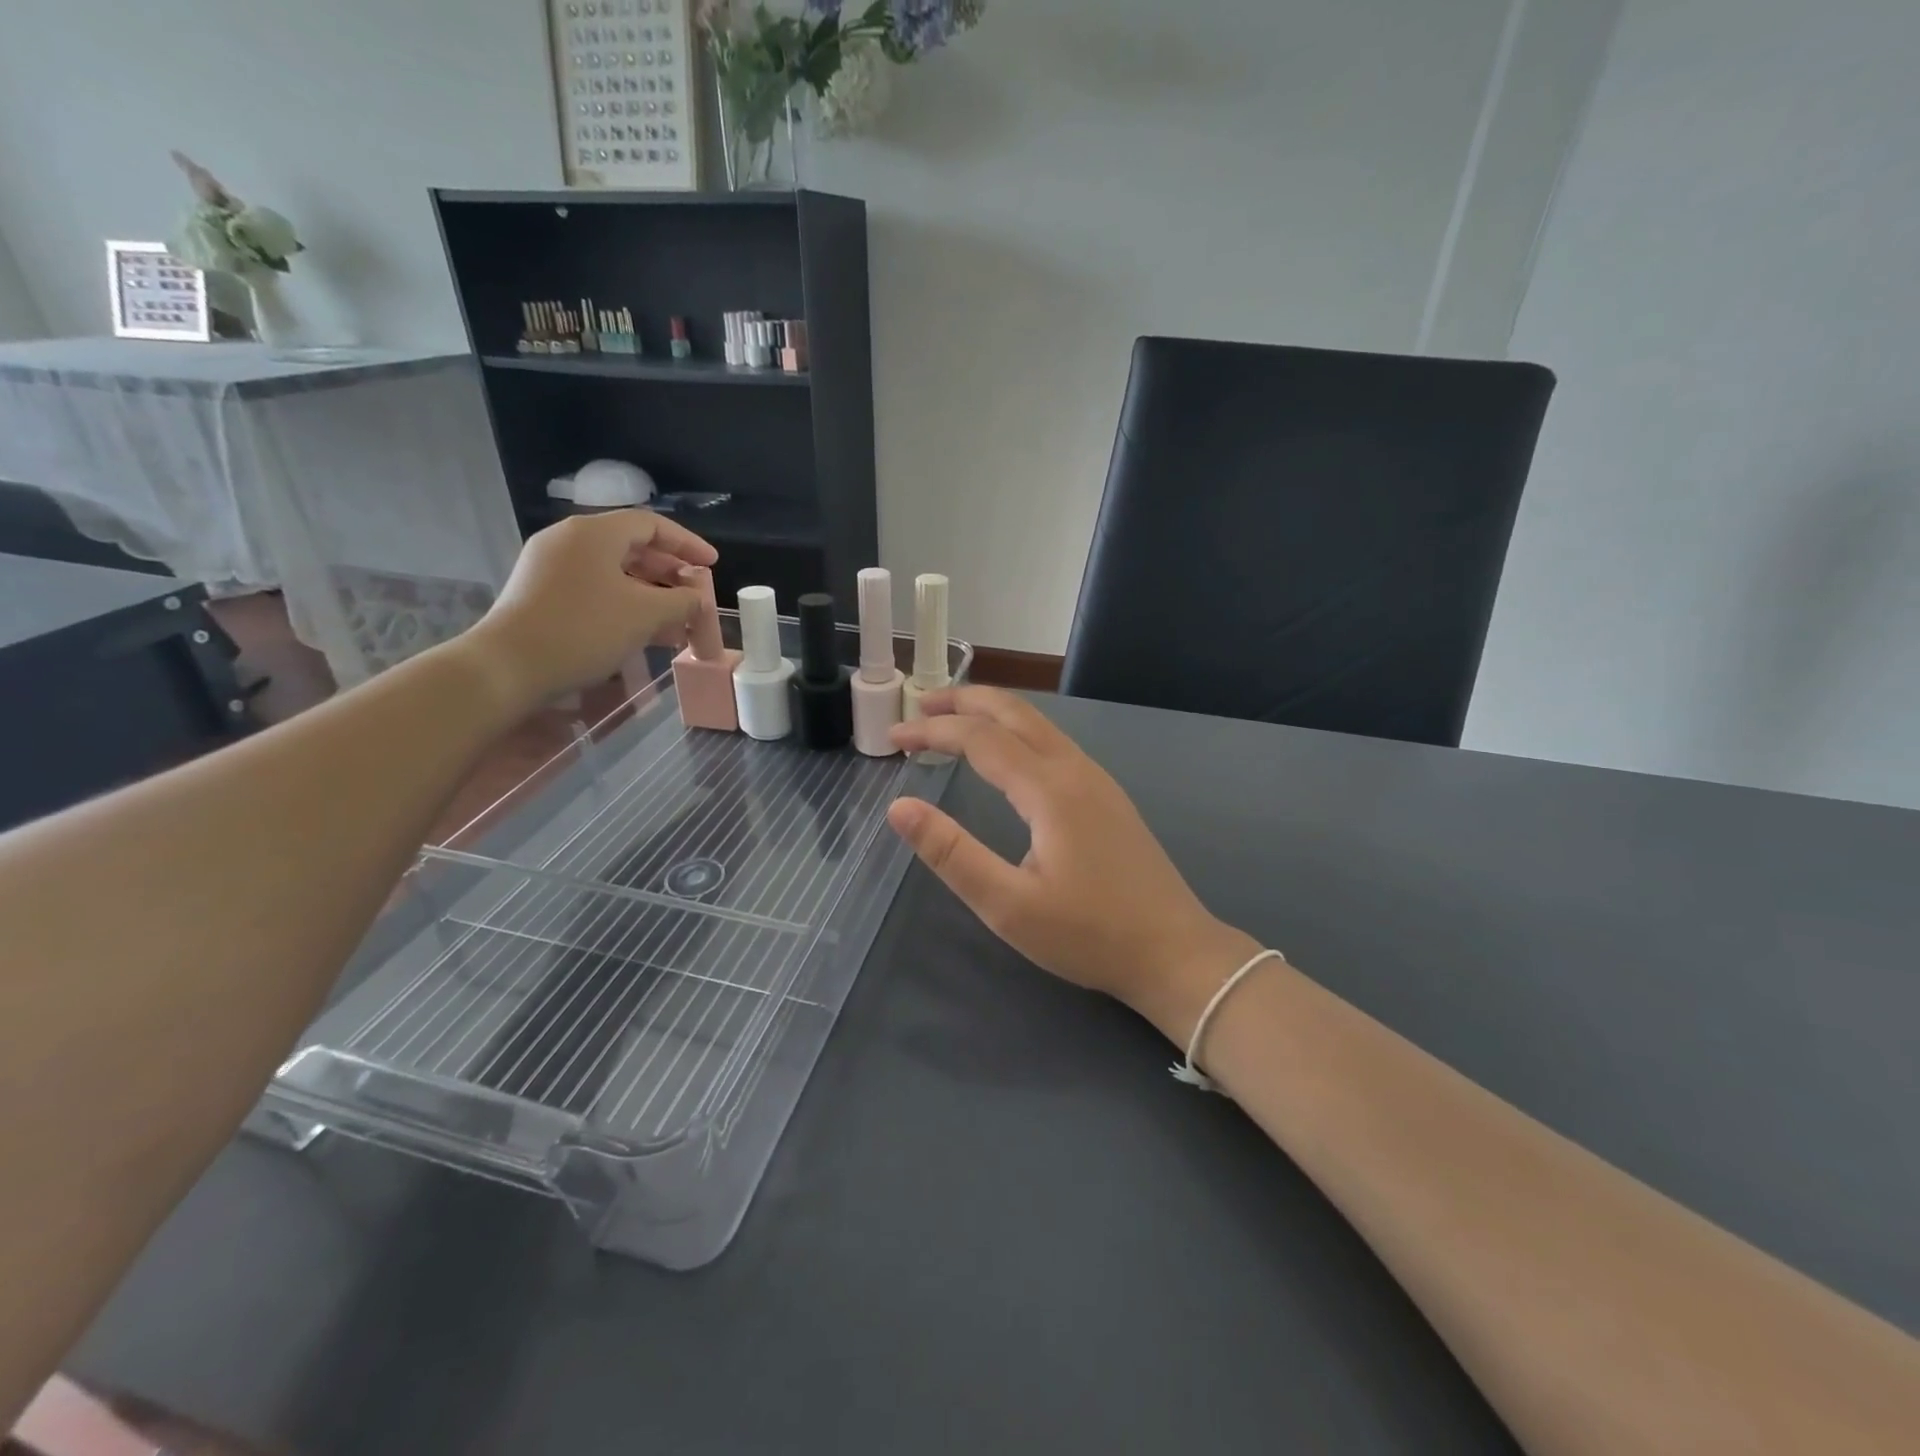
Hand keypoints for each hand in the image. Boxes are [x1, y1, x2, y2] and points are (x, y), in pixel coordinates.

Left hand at [460, 509, 716, 710]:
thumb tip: (698, 598)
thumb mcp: (645, 615)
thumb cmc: (584, 630)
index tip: (712, 565)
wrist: (509, 667)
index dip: (687, 544)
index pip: (651, 524)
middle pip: (632, 546)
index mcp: (594, 533)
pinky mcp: (542, 592)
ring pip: (614, 570)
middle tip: (696, 595)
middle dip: (670, 572)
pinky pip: (595, 588)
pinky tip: (643, 630)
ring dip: (650, 593)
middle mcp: (569, 540)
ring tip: (677, 621)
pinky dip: (624, 603)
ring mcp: (551, 566)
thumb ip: (681, 601)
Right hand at [888, 687, 1260, 1043]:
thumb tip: (900, 808)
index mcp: (1049, 789)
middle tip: (919, 705)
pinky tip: (1005, 754)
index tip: (893, 737)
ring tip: (952, 720)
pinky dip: (1016, 731)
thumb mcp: (1008, 905)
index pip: (979, 738)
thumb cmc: (1088, 935)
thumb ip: (951, 854)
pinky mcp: (1107, 796)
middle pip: (1014, 711)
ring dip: (991, 712)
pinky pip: (1053, 743)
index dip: (932, 731)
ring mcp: (1097, 780)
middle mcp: (1074, 769)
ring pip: (1038, 724)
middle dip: (963, 700)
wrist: (1174, 952)